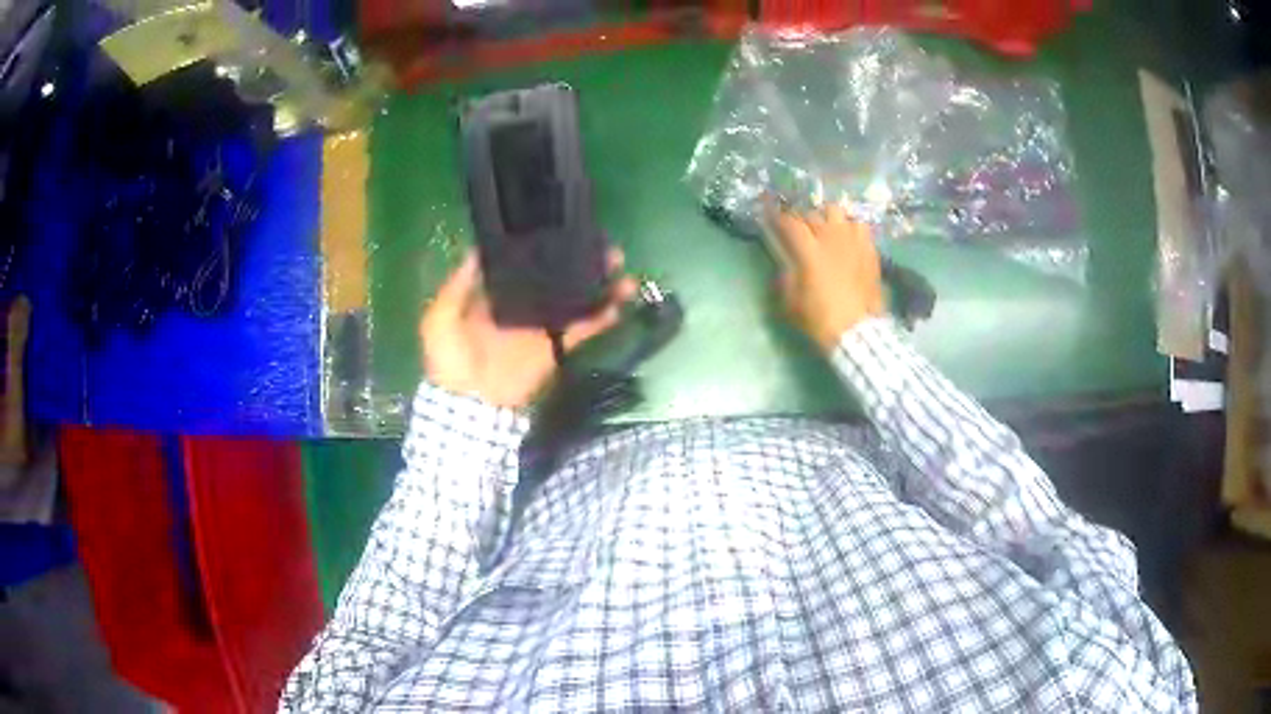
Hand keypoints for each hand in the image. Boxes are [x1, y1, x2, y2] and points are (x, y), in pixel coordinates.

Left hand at [420, 250, 637, 408]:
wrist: (470, 407)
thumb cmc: (449, 361)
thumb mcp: (440, 319)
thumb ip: (457, 286)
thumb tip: (477, 248)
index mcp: (494, 293)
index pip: (521, 261)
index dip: (542, 243)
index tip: (562, 225)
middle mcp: (522, 303)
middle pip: (555, 275)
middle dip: (579, 258)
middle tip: (604, 244)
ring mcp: (541, 325)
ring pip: (574, 297)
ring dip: (598, 283)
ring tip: (622, 268)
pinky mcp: (556, 347)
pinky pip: (582, 329)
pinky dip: (602, 317)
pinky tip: (621, 302)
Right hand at [769, 203, 884, 350]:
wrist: (857, 331)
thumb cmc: (821, 319)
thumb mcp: (792, 303)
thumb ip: (785, 278)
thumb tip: (785, 265)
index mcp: (810, 252)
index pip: (790, 223)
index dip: (778, 218)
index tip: (772, 218)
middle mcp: (831, 239)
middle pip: (814, 214)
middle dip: (804, 219)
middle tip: (801, 230)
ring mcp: (853, 241)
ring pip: (838, 212)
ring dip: (829, 218)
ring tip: (827, 228)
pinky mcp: (869, 249)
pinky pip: (859, 226)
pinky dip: (850, 227)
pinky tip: (848, 238)